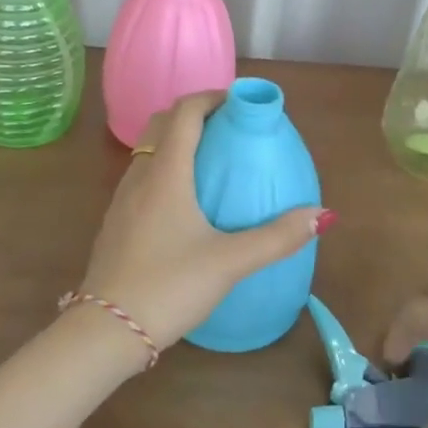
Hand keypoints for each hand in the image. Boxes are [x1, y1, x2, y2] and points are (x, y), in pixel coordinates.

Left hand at [75, 92, 328, 351]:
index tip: (240, 104)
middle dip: (194, 114)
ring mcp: (122, 200)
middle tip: (228, 128)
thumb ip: (277, 238)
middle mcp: (140, 177)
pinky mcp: (116, 223)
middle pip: (161, 124)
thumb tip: (321, 215)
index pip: (184, 112)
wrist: (105, 330)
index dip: (211, 97)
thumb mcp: (229, 262)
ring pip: (148, 151)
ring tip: (211, 161)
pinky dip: (164, 169)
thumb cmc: (168, 286)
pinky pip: (142, 177)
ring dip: (176, 141)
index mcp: (166, 174)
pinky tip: (185, 203)